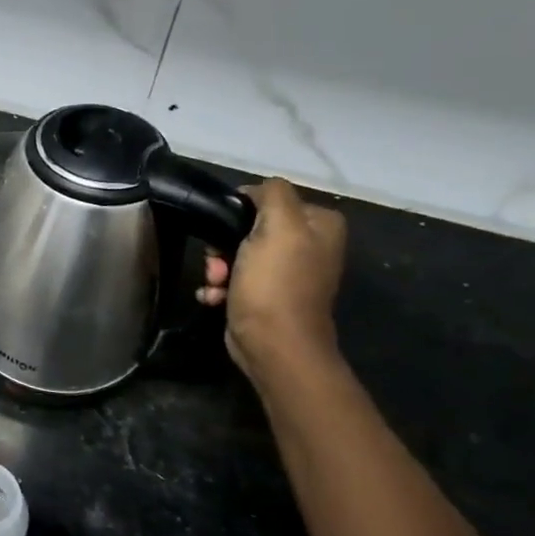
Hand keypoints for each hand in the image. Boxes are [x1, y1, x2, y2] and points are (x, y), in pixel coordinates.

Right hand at [197, 177, 346, 379]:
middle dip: (223, 246)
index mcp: (320, 224)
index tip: (224, 232)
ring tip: (215, 284)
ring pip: (237, 253)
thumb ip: (272, 194)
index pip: (269, 199)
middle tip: (217, 264)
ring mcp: (288, 272)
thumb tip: (255, 190)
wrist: (274, 345)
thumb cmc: (275, 284)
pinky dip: (221, 287)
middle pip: (250, 228)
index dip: (240, 212)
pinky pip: (236, 279)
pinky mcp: (268, 295)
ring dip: (217, 268)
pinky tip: (214, 297)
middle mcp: (309, 245)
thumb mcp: (278, 227)